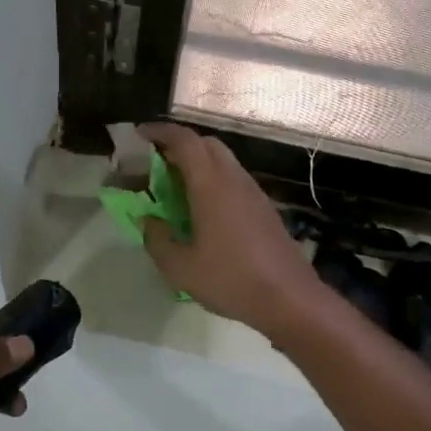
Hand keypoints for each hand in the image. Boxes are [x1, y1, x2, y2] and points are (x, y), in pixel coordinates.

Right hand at [138, 123, 329, 338]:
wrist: (290, 299)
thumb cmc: (230, 280)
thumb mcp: (179, 268)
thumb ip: (157, 239)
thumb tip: (148, 220)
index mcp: (211, 186)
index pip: (185, 141)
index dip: (160, 132)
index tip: (140, 135)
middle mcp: (234, 180)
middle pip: (206, 144)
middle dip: (179, 145)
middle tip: (156, 162)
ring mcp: (254, 193)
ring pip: (223, 161)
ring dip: (198, 163)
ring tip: (176, 187)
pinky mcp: (264, 208)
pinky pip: (234, 180)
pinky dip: (213, 181)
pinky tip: (203, 209)